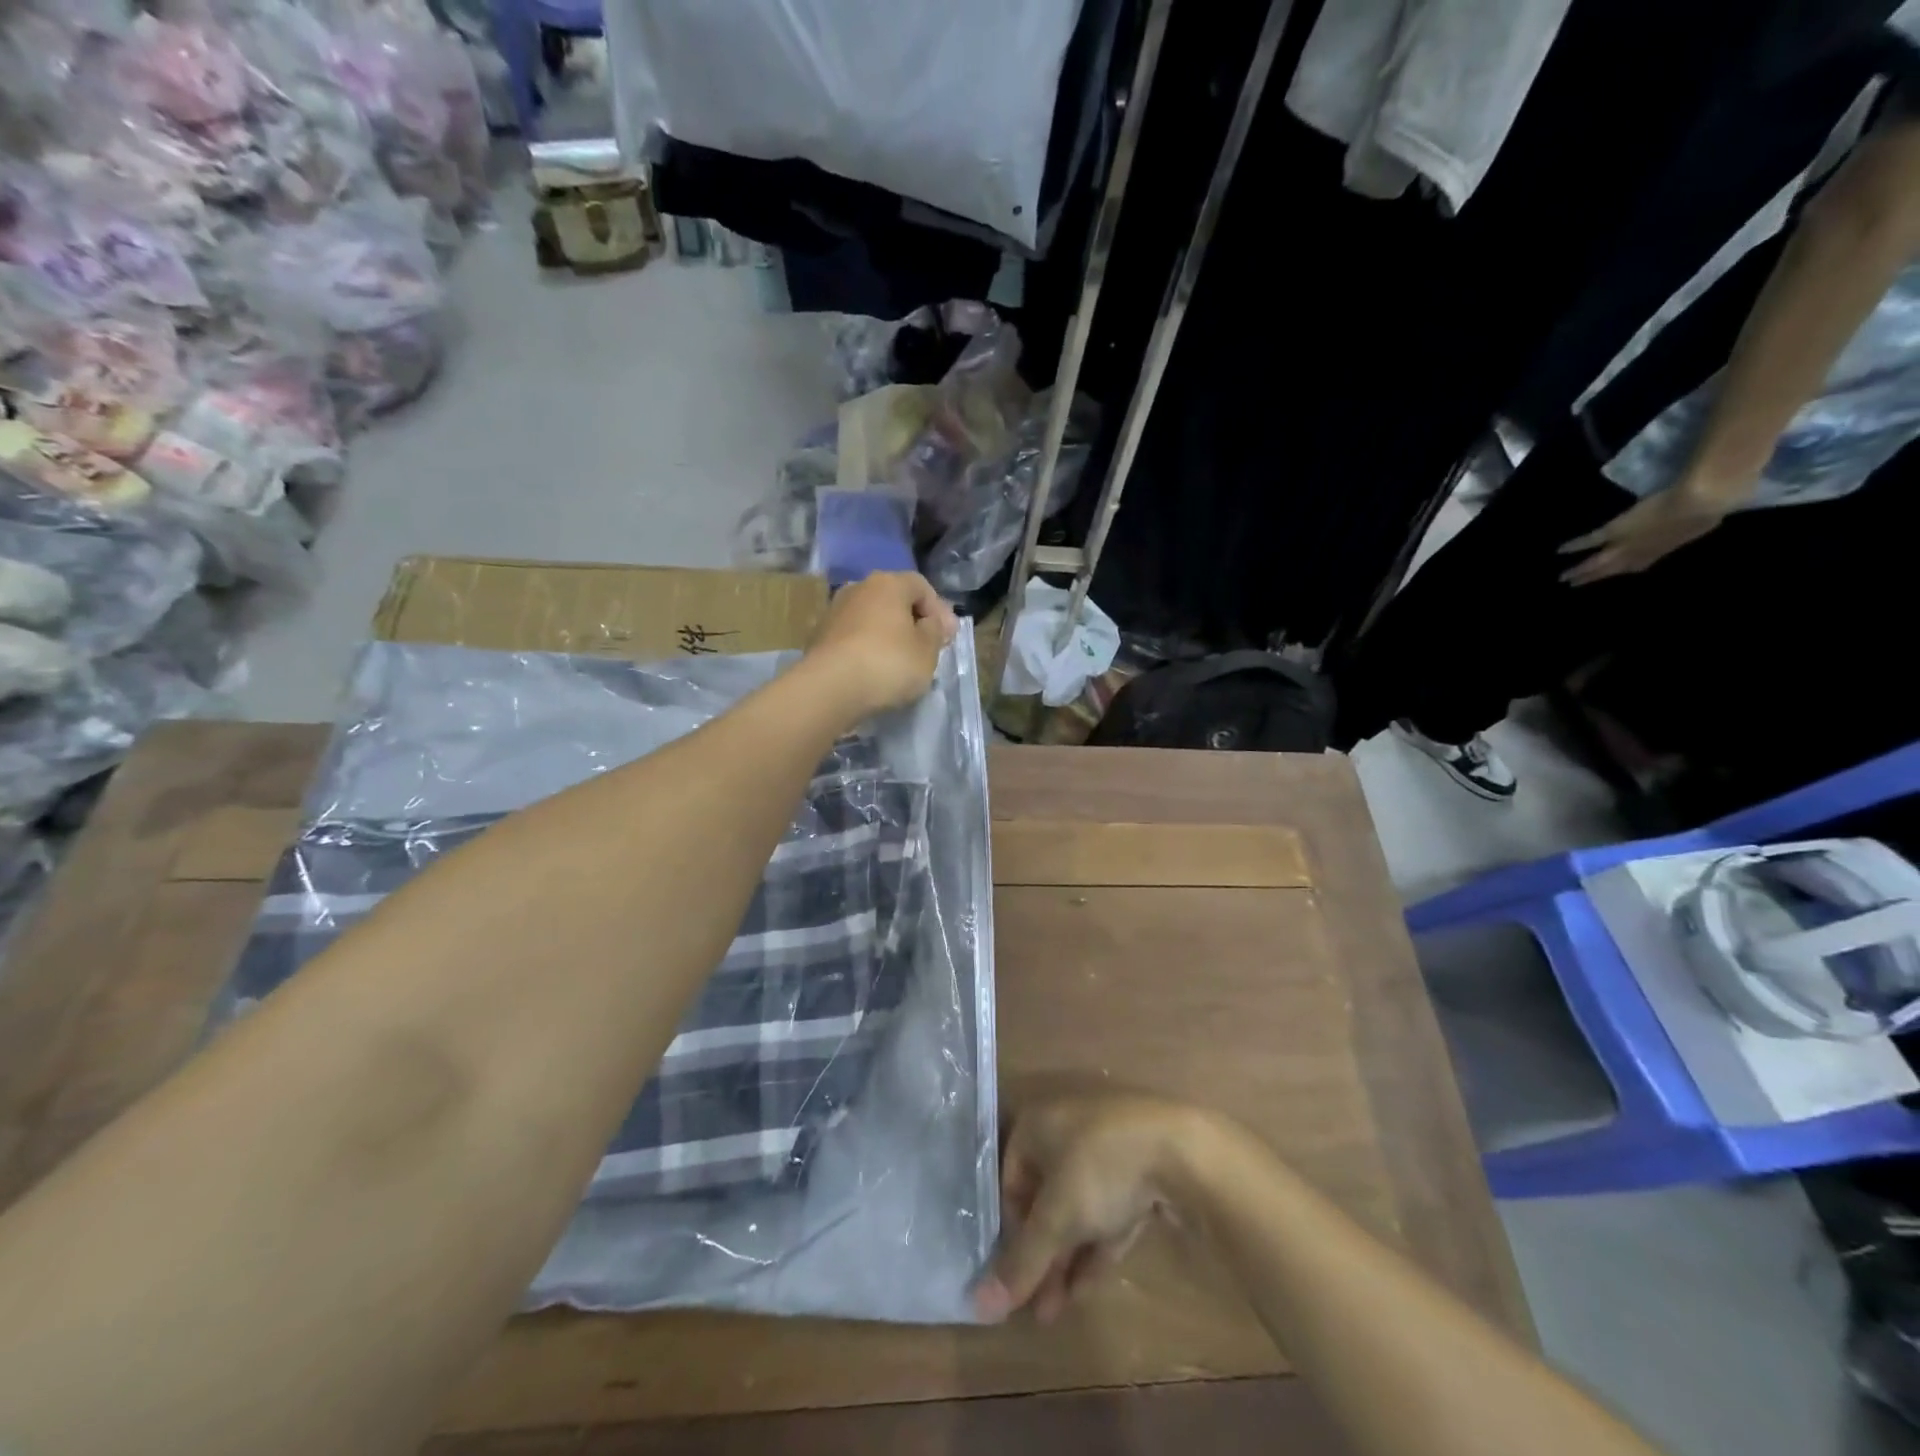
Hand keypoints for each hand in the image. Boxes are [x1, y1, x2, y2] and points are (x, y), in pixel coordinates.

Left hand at [803, 571, 958, 717]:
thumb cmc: (888, 663)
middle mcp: (859, 588)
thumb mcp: (928, 650)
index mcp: (888, 583)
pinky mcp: (819, 637)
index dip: (939, 610)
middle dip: (912, 621)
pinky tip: (873, 670)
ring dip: (887, 635)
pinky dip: (866, 648)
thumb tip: (929, 623)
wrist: (830, 688)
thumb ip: (935, 631)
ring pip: (871, 618)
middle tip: (926, 646)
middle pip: (894, 600)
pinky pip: (853, 637)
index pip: (921, 586)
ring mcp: (834, 611)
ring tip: (899, 661)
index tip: (948, 636)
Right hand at [974, 1095, 1219, 1323]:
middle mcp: (1065, 1129)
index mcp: (1036, 1124)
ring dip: (1064, 1258)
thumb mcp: (1056, 1218)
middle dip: (1039, 1253)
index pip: (1009, 1180)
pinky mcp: (1137, 1170)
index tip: (1014, 1275)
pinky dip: (1094, 1246)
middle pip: (1043, 1198)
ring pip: (1076, 1208)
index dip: (1009, 1230)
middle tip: (1035, 1305)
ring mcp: (1105, 1148)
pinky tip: (1085, 1290)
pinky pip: (1106, 1211)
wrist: (1181, 1150)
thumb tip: (978, 1306)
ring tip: (1055, 1311)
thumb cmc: (1100, 1169)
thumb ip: (1021, 1262)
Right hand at [1557, 482, 1735, 585]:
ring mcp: (1626, 544)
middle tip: (1572, 585)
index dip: (1622, 570)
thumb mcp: (1705, 517)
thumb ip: (1696, 520)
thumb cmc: (1710, 507)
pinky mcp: (1615, 531)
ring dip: (1581, 570)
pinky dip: (1575, 546)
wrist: (1702, 500)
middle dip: (1592, 577)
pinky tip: (1559, 550)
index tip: (1606, 576)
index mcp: (1659, 550)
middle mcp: (1640, 552)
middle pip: (1611, 569)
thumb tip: (1702, 516)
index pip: (1636, 565)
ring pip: (1599, 562)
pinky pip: (1591, 541)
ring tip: (1564, 577)